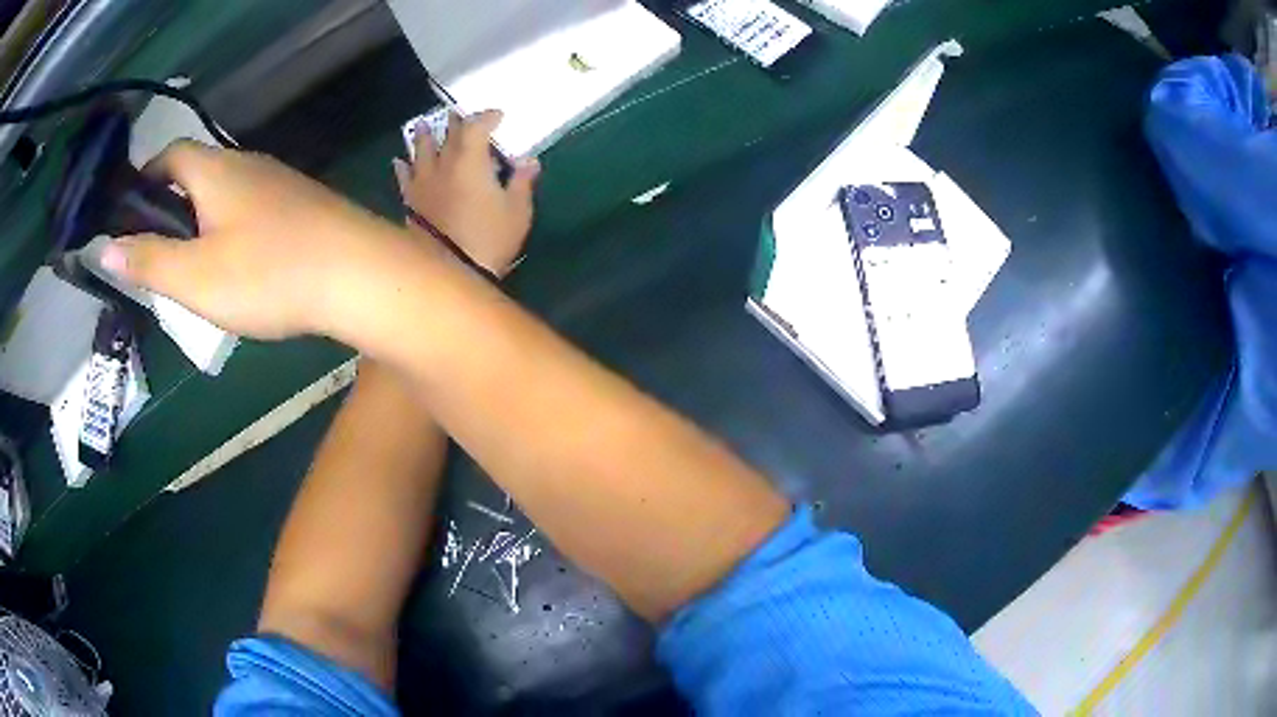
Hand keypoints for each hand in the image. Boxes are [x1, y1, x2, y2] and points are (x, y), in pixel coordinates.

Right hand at [101, 140, 417, 339]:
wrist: (359, 275)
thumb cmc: (267, 274)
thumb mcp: (194, 277)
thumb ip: (148, 261)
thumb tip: (105, 246)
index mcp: (216, 171)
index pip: (171, 154)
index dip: (146, 176)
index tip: (130, 210)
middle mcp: (248, 164)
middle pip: (197, 173)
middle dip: (171, 205)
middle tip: (157, 252)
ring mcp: (280, 182)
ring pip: (226, 193)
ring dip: (201, 221)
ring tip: (192, 267)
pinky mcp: (302, 206)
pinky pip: (254, 210)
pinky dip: (232, 230)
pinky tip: (238, 267)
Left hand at [393, 110, 539, 277]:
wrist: (450, 271)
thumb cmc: (489, 239)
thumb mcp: (517, 211)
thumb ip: (522, 182)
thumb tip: (529, 161)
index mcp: (470, 161)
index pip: (476, 127)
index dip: (487, 117)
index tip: (498, 116)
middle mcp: (443, 165)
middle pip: (447, 135)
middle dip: (456, 122)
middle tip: (459, 113)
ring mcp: (423, 183)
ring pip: (420, 152)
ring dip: (424, 137)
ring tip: (424, 126)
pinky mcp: (411, 203)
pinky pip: (404, 178)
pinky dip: (403, 167)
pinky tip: (400, 162)